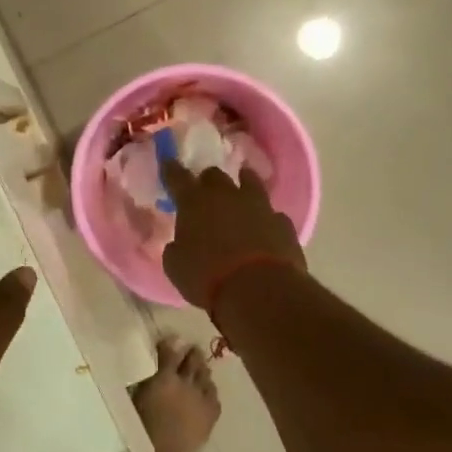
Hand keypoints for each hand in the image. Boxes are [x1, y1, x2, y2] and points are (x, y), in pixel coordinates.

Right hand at [160, 161, 305, 309]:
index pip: (177, 177)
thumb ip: (176, 249)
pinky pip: (272, 214)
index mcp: (194, 202)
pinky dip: (265, 218)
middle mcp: (226, 195)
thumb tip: (179, 244)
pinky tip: (265, 228)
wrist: (260, 290)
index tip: (168, 162)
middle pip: (215, 175)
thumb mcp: (176, 267)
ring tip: (242, 187)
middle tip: (204, 192)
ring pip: (250, 182)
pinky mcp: (283, 223)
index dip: (171, 169)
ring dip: (243, 183)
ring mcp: (259, 206)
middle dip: (208, 181)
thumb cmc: (207, 277)